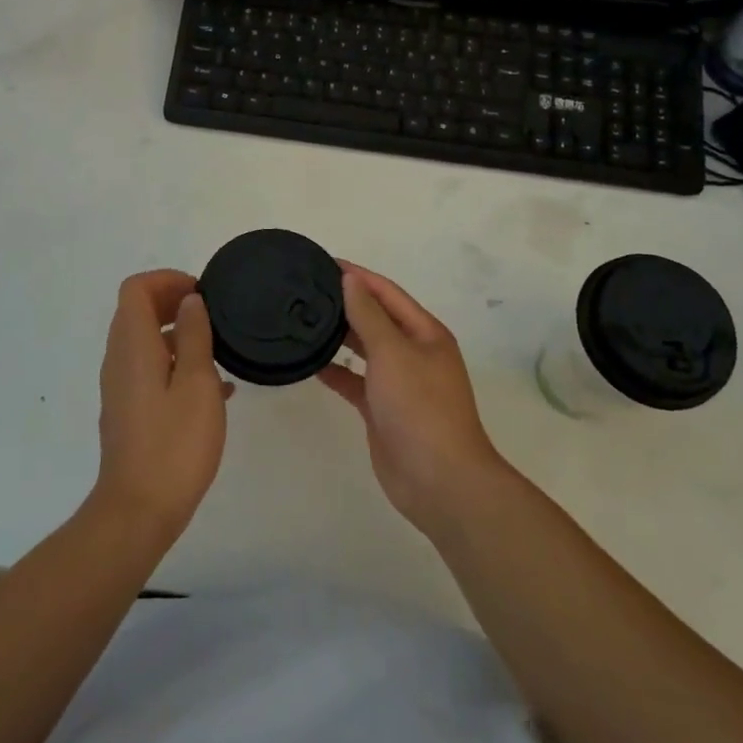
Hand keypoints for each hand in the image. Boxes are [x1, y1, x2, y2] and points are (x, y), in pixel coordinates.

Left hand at [92, 270, 231, 538]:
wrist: (138, 511)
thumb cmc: (174, 444)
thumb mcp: (197, 383)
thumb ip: (195, 336)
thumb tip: (190, 301)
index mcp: (132, 346)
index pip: (136, 289)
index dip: (167, 280)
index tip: (200, 293)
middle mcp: (119, 360)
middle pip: (137, 311)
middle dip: (173, 302)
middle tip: (212, 315)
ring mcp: (121, 387)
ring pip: (145, 341)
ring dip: (178, 335)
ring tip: (218, 351)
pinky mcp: (128, 411)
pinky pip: (149, 370)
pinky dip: (176, 364)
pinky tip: (214, 390)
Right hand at [320, 264, 508, 535]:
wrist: (439, 480)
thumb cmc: (420, 406)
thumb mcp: (393, 352)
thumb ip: (368, 315)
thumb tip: (350, 280)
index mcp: (425, 332)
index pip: (387, 293)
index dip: (358, 276)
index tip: (324, 262)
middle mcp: (414, 352)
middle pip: (377, 318)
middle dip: (347, 303)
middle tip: (306, 290)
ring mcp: (399, 383)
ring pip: (365, 349)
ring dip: (340, 336)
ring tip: (303, 320)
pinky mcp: (383, 410)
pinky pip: (356, 381)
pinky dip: (336, 371)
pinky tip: (310, 364)